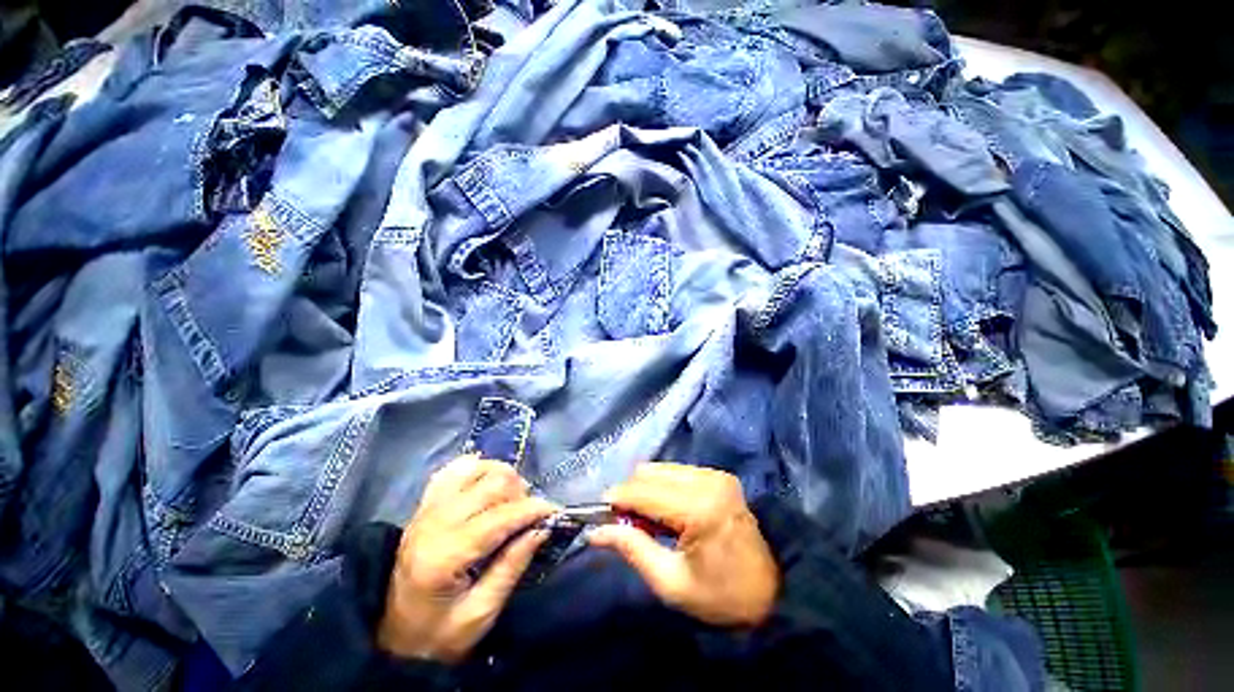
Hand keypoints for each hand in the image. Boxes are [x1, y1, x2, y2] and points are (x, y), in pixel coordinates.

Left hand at [377, 456, 556, 662]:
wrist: (392, 636)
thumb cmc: (438, 634)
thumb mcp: (480, 613)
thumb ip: (512, 567)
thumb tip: (542, 529)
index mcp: (445, 555)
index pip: (500, 516)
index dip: (532, 510)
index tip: (555, 511)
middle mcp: (434, 522)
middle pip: (492, 483)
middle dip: (521, 493)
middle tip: (530, 515)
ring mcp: (427, 509)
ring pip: (476, 468)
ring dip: (502, 477)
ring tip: (511, 499)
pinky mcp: (424, 504)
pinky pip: (453, 469)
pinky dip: (476, 468)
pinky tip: (487, 481)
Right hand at [588, 464, 778, 627]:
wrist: (773, 591)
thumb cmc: (721, 597)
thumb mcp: (671, 583)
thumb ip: (633, 548)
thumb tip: (596, 531)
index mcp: (699, 509)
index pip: (644, 492)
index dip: (617, 499)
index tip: (598, 513)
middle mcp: (707, 481)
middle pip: (650, 473)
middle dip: (630, 494)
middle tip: (623, 522)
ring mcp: (715, 475)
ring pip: (662, 469)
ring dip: (645, 489)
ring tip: (647, 519)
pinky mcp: (719, 475)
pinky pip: (677, 471)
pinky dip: (662, 486)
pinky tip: (666, 510)